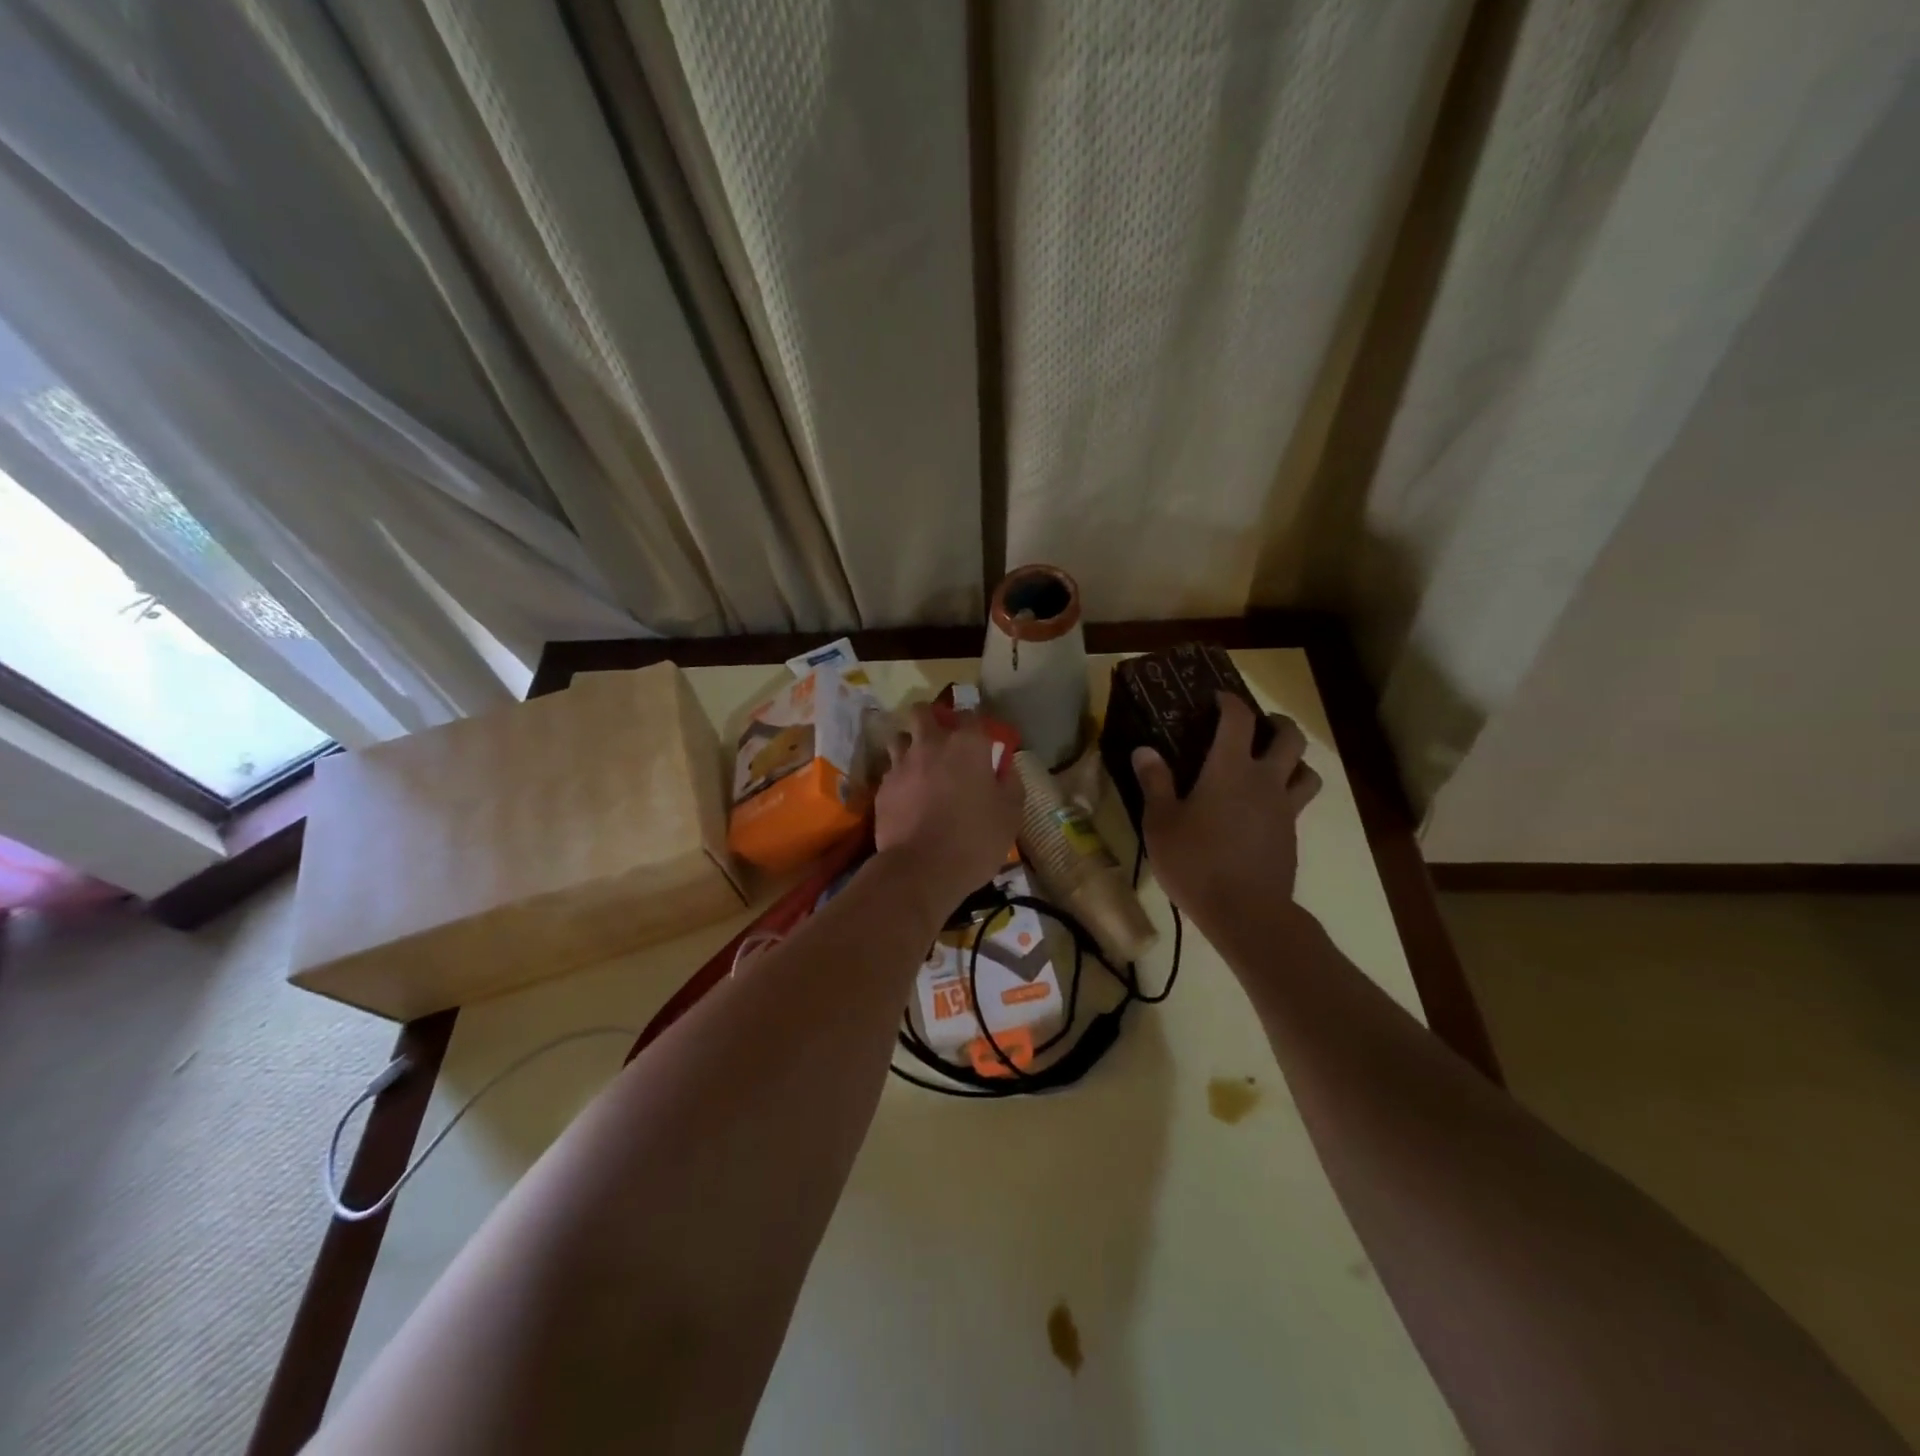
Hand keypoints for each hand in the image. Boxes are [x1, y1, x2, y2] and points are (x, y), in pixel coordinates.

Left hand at [874, 705, 1023, 921]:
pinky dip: (899, 776)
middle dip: (930, 718)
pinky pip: (890, 770)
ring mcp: (901, 764)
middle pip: (923, 712)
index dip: (975, 725)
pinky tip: (906, 795)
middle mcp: (931, 744)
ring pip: (899, 737)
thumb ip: (1010, 783)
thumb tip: (1005, 768)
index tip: (980, 741)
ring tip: (919, 765)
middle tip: (941, 738)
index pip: (971, 715)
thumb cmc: (974, 839)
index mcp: (967, 745)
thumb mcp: (1010, 814)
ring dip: (909, 744)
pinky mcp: (882, 787)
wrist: (921, 869)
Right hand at [1131, 693, 1321, 936]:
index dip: (1229, 702)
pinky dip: (1288, 794)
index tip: (1217, 698)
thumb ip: (1155, 783)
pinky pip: (1299, 803)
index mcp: (1230, 769)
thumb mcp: (1161, 823)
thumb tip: (1144, 750)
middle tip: (1259, 725)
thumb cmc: (1196, 862)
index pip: (1238, 719)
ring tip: (1275, 765)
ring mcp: (1284, 809)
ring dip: (1295, 760)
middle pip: (1290, 738)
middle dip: (1277, 723)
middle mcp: (1265, 780)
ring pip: (1307, 770)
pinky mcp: (1292, 835)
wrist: (1245, 912)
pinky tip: (1264, 810)